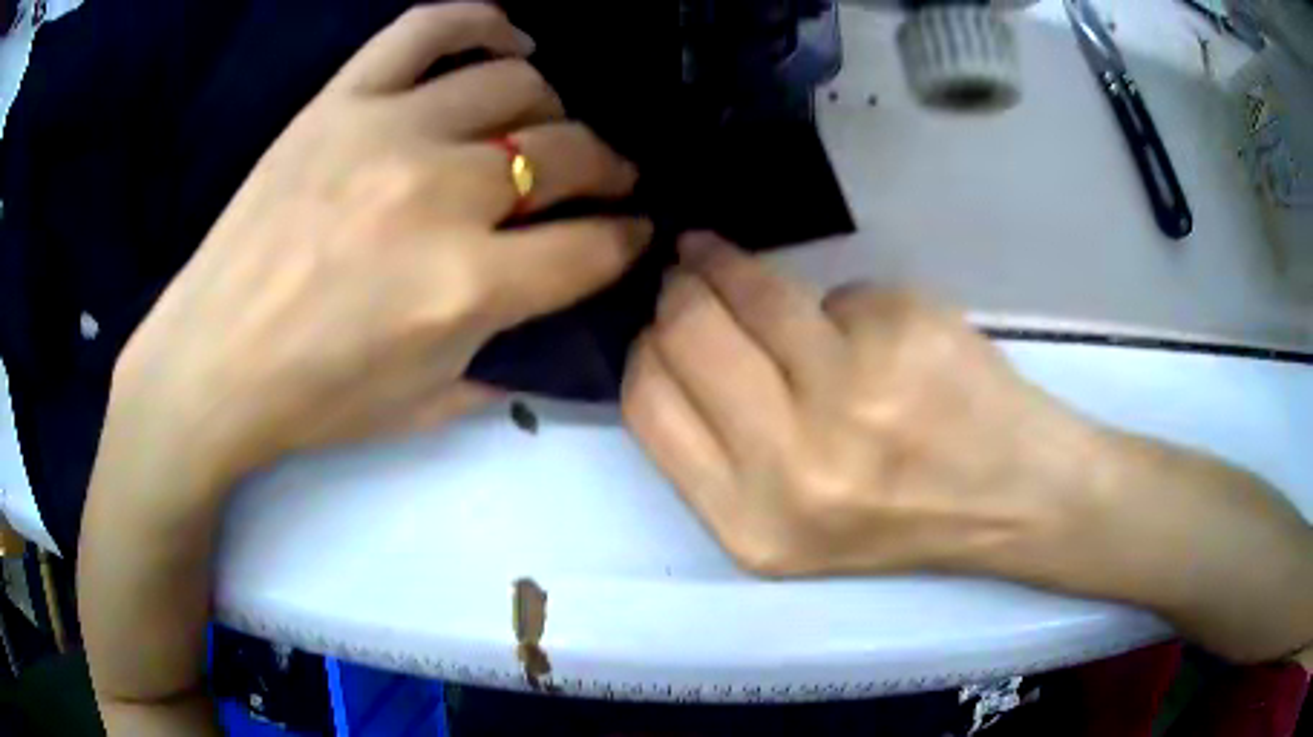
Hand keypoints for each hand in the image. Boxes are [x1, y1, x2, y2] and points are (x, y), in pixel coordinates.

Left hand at [110, 3, 650, 487]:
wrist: (210, 364)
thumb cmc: (313, 399)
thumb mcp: (425, 405)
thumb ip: (505, 354)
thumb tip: (556, 310)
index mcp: (465, 287)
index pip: (593, 246)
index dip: (628, 238)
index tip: (634, 231)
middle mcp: (439, 195)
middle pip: (567, 154)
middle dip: (608, 169)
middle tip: (607, 178)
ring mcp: (387, 131)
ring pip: (515, 85)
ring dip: (553, 108)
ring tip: (545, 126)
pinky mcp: (341, 100)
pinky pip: (428, 29)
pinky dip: (482, 22)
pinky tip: (509, 39)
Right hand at [622, 232, 1096, 576]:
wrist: (1013, 498)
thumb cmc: (900, 516)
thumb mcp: (787, 522)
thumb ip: (719, 446)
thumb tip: (675, 334)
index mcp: (751, 523)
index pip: (649, 404)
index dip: (646, 348)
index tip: (663, 320)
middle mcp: (795, 466)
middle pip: (687, 334)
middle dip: (681, 289)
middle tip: (690, 271)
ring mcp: (856, 393)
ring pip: (753, 291)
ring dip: (731, 264)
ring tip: (726, 256)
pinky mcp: (904, 334)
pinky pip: (835, 292)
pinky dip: (838, 303)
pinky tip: (865, 329)